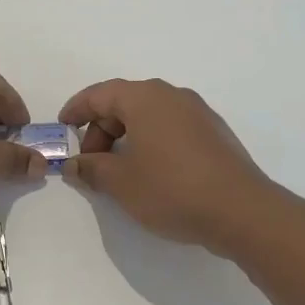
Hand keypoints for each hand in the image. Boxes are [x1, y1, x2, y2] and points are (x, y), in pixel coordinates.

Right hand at [60, 78, 279, 255]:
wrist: (241, 211)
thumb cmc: (172, 189)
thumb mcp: (121, 182)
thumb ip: (92, 169)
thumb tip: (75, 165)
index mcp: (145, 98)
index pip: (100, 93)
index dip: (76, 109)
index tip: (62, 127)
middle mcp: (172, 96)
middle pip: (125, 103)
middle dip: (101, 129)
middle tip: (91, 163)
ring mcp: (198, 113)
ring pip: (150, 116)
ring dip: (127, 137)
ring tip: (119, 171)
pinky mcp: (215, 134)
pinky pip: (171, 128)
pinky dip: (151, 142)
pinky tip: (151, 173)